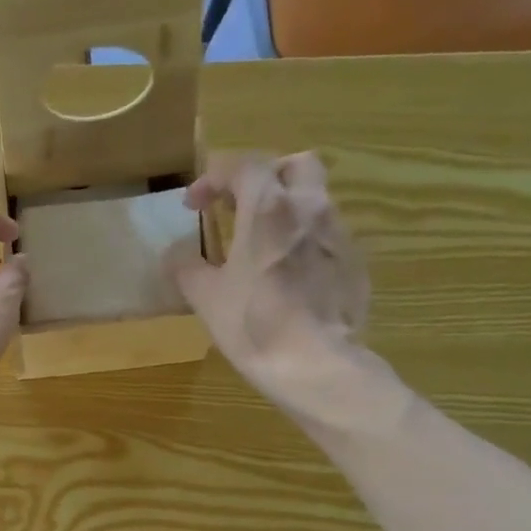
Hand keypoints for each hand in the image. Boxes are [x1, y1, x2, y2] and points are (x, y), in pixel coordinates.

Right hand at [166, 151, 372, 409]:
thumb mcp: (205, 297)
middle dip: (264, 178)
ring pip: (315, 200)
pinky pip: (328, 236)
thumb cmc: (254, 324)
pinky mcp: (355, 263)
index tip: (194, 205)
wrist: (317, 365)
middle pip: (294, 166)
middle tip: (239, 206)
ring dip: (286, 209)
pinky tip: (289, 275)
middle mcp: (310, 208)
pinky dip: (305, 241)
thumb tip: (175, 253)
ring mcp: (339, 235)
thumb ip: (186, 266)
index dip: (214, 178)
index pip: (243, 166)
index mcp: (269, 208)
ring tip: (262, 244)